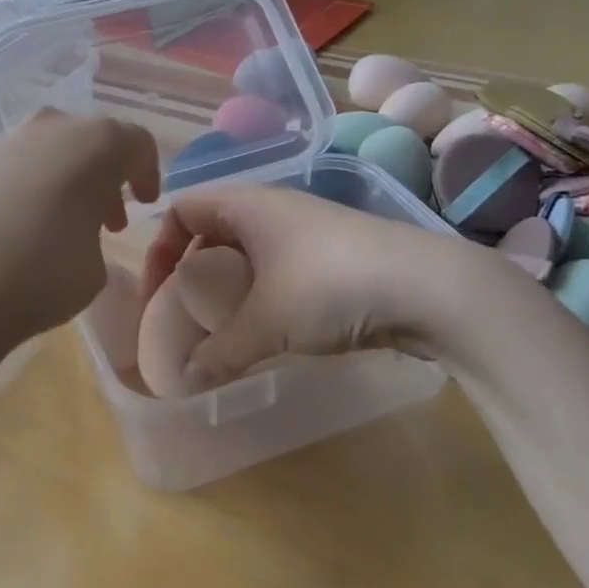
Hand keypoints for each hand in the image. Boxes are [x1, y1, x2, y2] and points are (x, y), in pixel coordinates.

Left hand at [0, 111, 160, 366]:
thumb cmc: (42, 273)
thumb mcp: (95, 268)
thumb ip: (96, 238)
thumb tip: (78, 235)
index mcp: (96, 143)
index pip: (136, 143)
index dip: (147, 172)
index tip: (145, 202)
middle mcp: (50, 129)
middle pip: (89, 140)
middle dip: (103, 176)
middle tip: (108, 219)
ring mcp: (2, 144)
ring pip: (47, 152)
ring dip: (63, 183)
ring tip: (61, 229)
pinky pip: (11, 171)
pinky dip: (24, 192)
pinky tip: (16, 233)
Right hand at [140, 184, 483, 389]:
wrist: (431, 288)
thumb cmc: (330, 286)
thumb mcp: (266, 322)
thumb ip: (219, 352)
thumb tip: (183, 382)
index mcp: (248, 205)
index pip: (183, 209)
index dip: (160, 247)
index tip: (157, 292)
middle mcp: (274, 209)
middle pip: (213, 228)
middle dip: (191, 267)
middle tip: (183, 310)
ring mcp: (308, 231)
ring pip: (248, 250)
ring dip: (227, 284)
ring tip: (221, 324)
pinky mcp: (334, 257)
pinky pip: (278, 268)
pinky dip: (261, 293)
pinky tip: (267, 328)